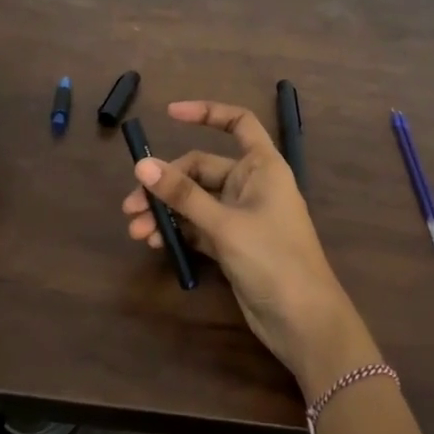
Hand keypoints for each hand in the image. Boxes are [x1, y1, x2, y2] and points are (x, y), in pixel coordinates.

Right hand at [121, 100, 377, 396]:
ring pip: (196, 201)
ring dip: (166, 211)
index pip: (237, 123)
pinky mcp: (233, 243)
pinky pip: (199, 226)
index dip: (207, 112)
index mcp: (263, 166)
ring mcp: (242, 215)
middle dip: (166, 184)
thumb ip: (183, 195)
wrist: (303, 321)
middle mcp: (252, 184)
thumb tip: (142, 166)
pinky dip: (178, 231)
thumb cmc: (272, 259)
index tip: (169, 114)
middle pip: (202, 169)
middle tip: (131, 206)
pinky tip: (154, 242)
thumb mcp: (224, 224)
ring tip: (134, 230)